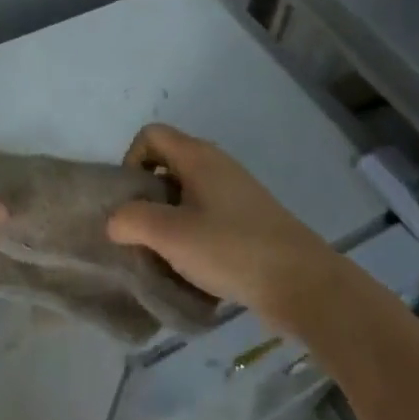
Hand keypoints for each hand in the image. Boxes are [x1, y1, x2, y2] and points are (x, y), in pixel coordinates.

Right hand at [106, 124, 334, 324]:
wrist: (303, 284)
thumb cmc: (231, 249)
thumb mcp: (169, 235)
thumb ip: (130, 220)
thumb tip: (115, 220)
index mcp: (198, 157)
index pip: (150, 135)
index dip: (131, 161)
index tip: (131, 201)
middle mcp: (217, 166)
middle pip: (166, 165)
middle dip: (146, 196)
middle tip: (141, 232)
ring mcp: (236, 193)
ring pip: (186, 194)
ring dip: (168, 220)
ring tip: (164, 254)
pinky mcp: (249, 221)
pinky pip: (206, 216)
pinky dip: (192, 234)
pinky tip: (193, 267)